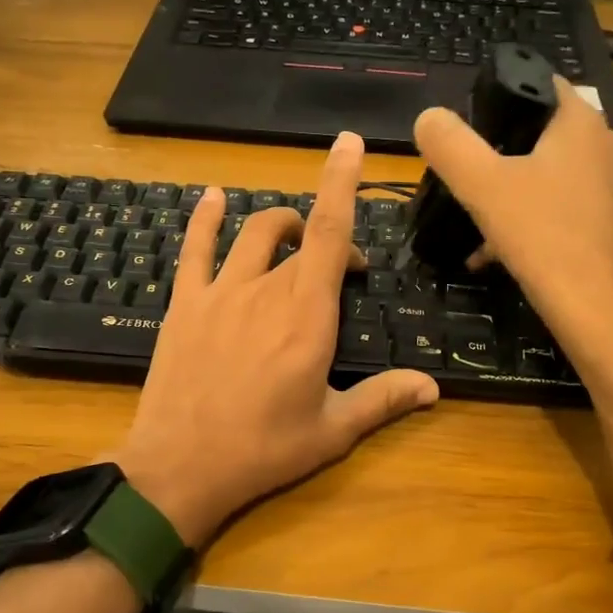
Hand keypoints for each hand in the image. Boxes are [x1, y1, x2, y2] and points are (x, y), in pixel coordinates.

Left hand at [112, 133, 439, 547]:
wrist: (180, 468)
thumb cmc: (262, 451)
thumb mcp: (332, 431)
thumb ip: (383, 400)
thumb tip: (432, 387)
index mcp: (307, 316)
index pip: (329, 232)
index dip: (341, 182)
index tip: (348, 144)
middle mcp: (265, 290)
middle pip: (299, 234)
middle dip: (325, 239)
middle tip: (338, 272)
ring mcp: (220, 292)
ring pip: (253, 233)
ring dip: (279, 224)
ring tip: (292, 236)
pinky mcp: (184, 304)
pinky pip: (196, 248)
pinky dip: (206, 218)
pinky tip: (214, 198)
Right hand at [413, 77, 612, 351]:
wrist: (594, 309)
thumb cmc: (541, 235)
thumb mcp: (481, 185)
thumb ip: (450, 145)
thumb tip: (428, 118)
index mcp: (581, 121)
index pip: (538, 83)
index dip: (499, 96)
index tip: (467, 125)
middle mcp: (604, 143)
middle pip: (539, 132)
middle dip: (499, 152)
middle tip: (465, 176)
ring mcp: (612, 184)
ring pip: (548, 173)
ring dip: (511, 190)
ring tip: (475, 218)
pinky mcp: (608, 220)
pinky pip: (560, 205)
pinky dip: (529, 218)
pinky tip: (495, 251)